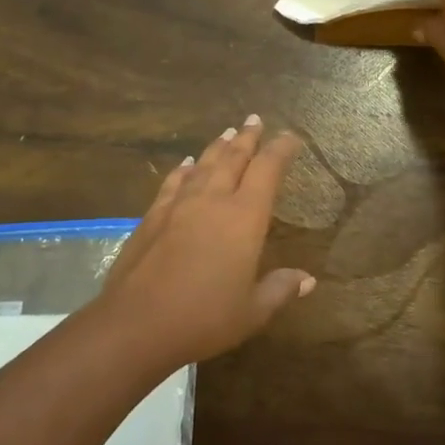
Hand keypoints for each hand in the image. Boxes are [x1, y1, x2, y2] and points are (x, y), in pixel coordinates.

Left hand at [99, 116, 313, 368]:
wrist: (136, 324)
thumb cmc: (204, 319)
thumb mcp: (252, 311)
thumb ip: (280, 289)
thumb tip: (307, 279)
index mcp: (244, 218)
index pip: (267, 170)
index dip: (281, 150)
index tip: (291, 137)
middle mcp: (213, 200)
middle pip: (233, 158)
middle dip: (248, 138)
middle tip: (255, 120)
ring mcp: (179, 204)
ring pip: (204, 164)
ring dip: (218, 147)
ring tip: (227, 132)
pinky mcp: (152, 216)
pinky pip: (174, 182)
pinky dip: (184, 169)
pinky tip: (186, 164)